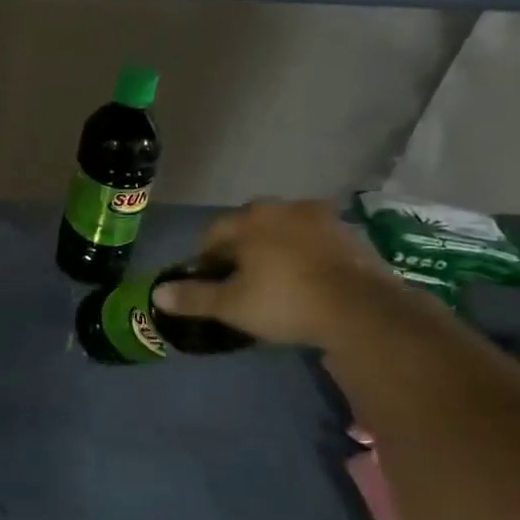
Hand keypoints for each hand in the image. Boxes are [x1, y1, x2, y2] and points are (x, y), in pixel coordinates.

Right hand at [151, 200, 413, 348]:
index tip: (209, 278)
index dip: (207, 256)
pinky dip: (306, 254)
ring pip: (286, 230)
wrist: (362, 310)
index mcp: (250, 220)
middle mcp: (284, 209)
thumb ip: (194, 297)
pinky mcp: (351, 235)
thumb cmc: (285, 302)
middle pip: (251, 225)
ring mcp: (322, 218)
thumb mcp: (232, 305)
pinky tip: (307, 279)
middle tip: (241, 277)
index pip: (215, 231)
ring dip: (276, 247)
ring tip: (275, 278)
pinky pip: (316, 240)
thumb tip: (157, 294)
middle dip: (242, 247)